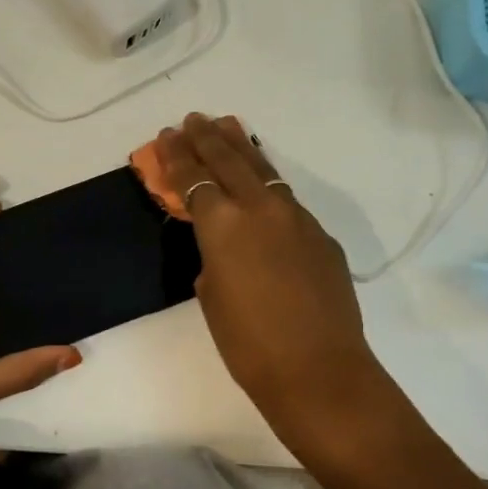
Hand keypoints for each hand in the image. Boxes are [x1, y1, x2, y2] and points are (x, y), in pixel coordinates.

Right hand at [154, 114, 389, 438]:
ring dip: (243, 148)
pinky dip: (269, 185)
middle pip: (230, 162)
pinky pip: (288, 200)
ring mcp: (297, 219)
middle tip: (193, 119)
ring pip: (265, 172)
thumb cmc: (248, 344)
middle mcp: (261, 209)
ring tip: (228, 126)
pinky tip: (264, 187)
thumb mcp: (211, 296)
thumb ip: (213, 258)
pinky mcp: (321, 236)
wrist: (318, 369)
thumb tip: (222, 247)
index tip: (166, 136)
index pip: (194, 180)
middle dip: (207, 139)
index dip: (177, 157)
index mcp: (224, 225)